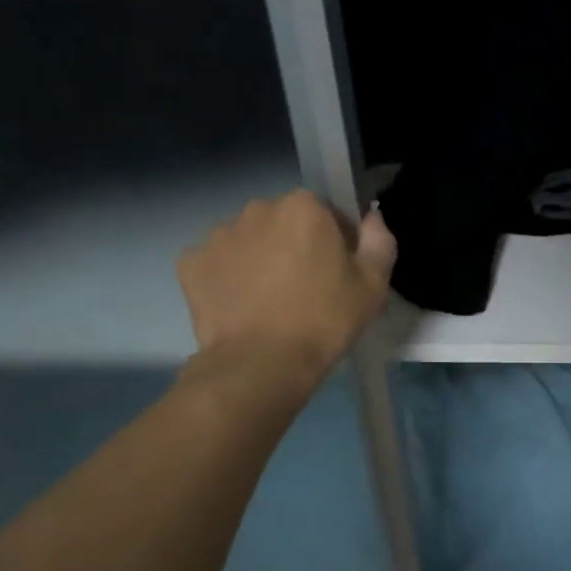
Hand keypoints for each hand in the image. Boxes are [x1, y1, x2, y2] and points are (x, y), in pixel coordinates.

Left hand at [178, 190, 396, 385]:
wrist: (261, 364)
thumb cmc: (325, 321)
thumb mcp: (373, 286)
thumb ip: (379, 242)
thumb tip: (372, 217)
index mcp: (304, 207)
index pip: (326, 211)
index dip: (335, 240)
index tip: (337, 271)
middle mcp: (257, 209)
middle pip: (283, 221)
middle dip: (294, 244)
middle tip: (305, 287)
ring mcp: (218, 235)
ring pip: (248, 240)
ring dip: (259, 259)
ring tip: (269, 300)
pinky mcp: (191, 263)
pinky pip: (218, 263)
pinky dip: (228, 279)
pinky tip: (242, 307)